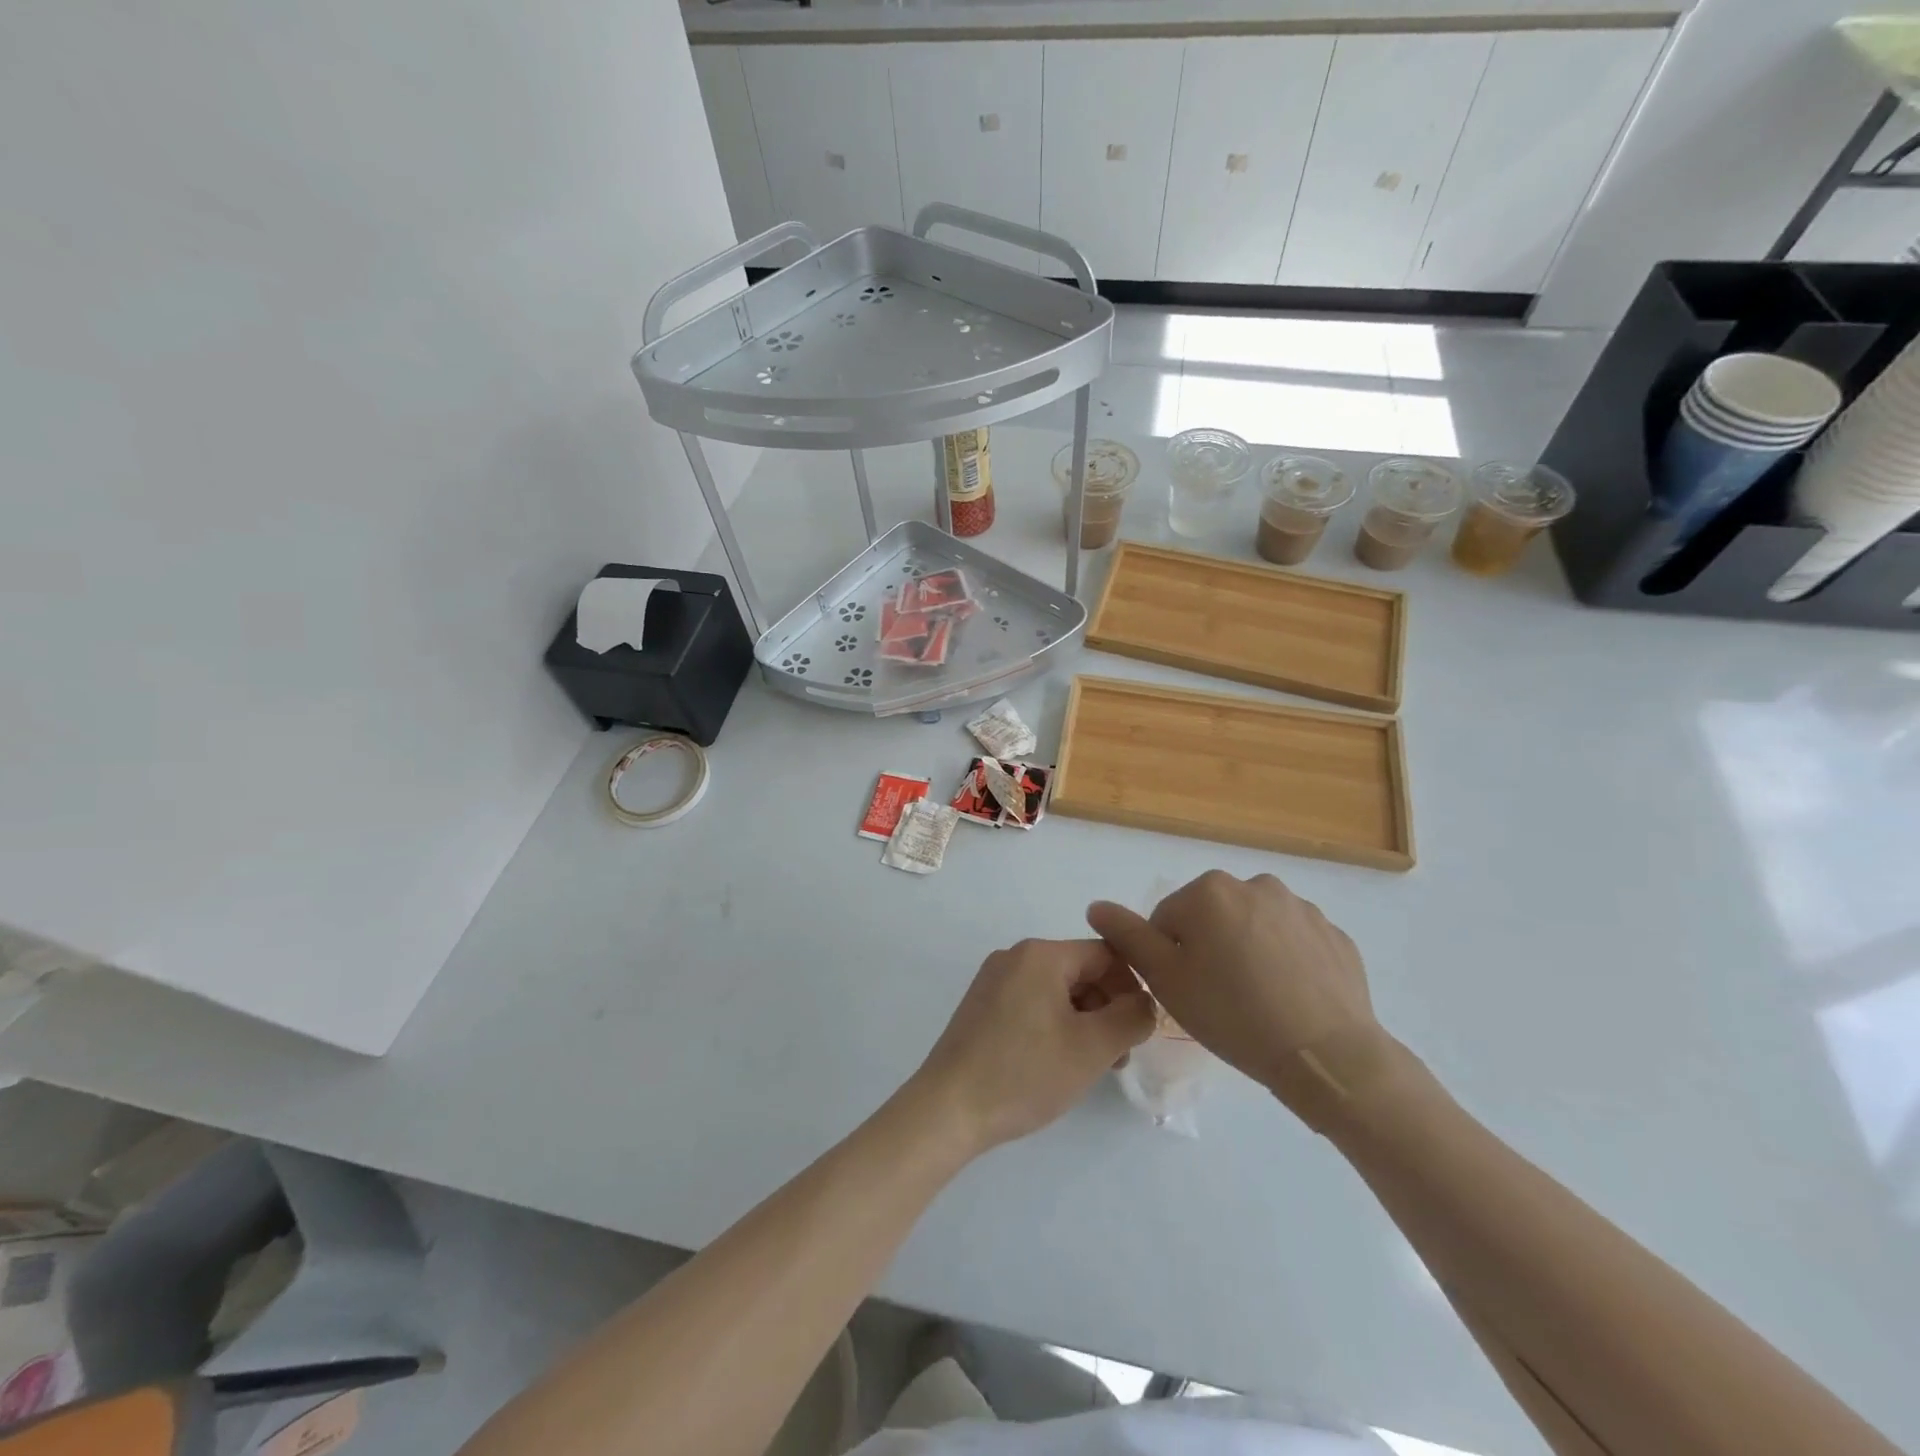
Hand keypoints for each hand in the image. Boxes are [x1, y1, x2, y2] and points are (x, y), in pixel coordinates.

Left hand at [909, 939, 1156, 1155]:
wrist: (948, 1108)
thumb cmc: (1024, 1073)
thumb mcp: (1092, 1048)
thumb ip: (1131, 1017)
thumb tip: (1145, 1002)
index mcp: (1040, 954)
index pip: (1106, 955)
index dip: (1132, 989)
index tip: (1138, 1031)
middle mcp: (1015, 956)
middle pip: (1081, 971)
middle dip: (1107, 1009)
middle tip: (1116, 1057)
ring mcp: (994, 980)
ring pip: (1058, 990)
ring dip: (1083, 1021)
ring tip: (1089, 1067)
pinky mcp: (982, 1005)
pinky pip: (1033, 1003)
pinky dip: (1055, 1026)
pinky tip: (1056, 1063)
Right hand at [1086, 872, 1383, 1105]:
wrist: (1326, 1055)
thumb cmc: (1232, 1013)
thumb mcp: (1165, 979)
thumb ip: (1127, 936)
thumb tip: (1096, 906)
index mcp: (1209, 891)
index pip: (1167, 919)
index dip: (1169, 958)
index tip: (1187, 991)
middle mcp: (1255, 884)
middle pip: (1211, 917)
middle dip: (1208, 949)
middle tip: (1219, 997)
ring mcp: (1300, 907)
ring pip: (1253, 927)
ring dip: (1247, 951)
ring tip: (1257, 1000)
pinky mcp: (1334, 934)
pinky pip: (1293, 943)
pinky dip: (1285, 962)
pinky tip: (1289, 998)